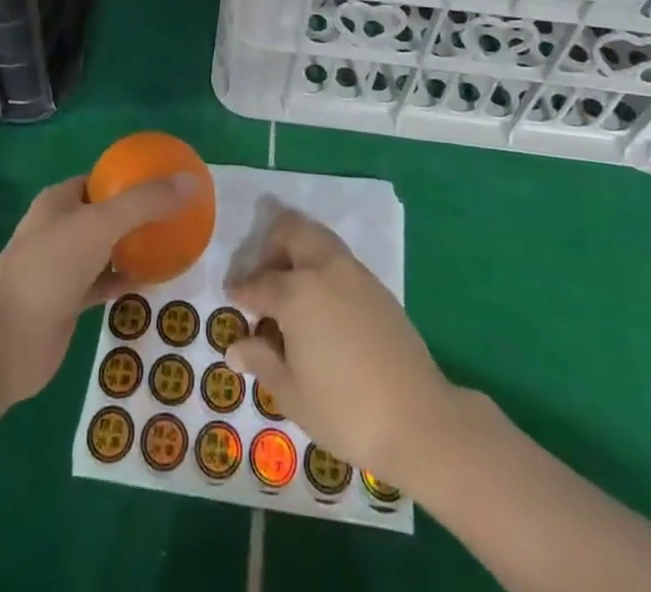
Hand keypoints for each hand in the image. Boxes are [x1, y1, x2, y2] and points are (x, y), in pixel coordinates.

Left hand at [0, 173, 202, 408]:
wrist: (3, 343)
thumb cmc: (48, 268)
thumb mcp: (100, 224)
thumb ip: (145, 203)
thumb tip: (191, 182)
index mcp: (60, 200)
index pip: (101, 179)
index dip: (131, 177)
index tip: (167, 180)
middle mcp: (60, 228)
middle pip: (106, 213)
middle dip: (138, 212)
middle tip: (177, 213)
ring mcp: (63, 267)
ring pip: (106, 249)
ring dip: (134, 247)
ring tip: (172, 242)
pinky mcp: (68, 302)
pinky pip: (105, 283)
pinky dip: (126, 280)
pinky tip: (154, 280)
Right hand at [224, 207, 457, 488]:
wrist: (418, 419)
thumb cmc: (345, 411)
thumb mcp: (292, 394)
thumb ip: (262, 361)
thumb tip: (236, 346)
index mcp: (297, 293)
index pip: (258, 282)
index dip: (241, 289)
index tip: (232, 295)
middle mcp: (325, 270)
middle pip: (292, 230)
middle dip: (270, 245)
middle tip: (262, 276)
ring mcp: (355, 273)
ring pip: (318, 238)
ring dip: (298, 250)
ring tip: (290, 288)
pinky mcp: (377, 286)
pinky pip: (339, 260)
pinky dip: (321, 266)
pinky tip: (320, 305)